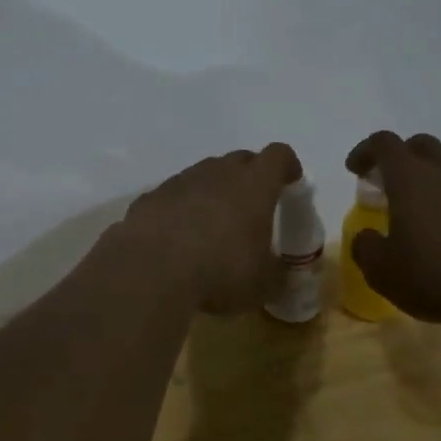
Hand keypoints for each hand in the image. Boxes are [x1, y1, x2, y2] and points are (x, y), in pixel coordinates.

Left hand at [117, 143, 301, 313]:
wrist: (150, 271)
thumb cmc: (220, 271)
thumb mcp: (262, 285)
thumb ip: (278, 276)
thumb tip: (282, 277)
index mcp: (253, 185)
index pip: (279, 155)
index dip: (287, 166)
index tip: (290, 183)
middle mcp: (217, 172)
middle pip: (240, 160)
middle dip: (250, 177)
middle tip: (253, 208)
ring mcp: (179, 181)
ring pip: (204, 175)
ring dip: (213, 192)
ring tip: (213, 226)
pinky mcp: (150, 197)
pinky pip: (173, 195)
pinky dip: (181, 208)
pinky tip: (177, 237)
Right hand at [344, 130, 440, 337]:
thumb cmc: (436, 277)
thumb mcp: (382, 271)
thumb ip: (365, 247)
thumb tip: (367, 237)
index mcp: (410, 179)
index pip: (384, 143)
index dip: (365, 151)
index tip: (354, 171)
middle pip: (420, 145)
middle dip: (399, 158)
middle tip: (385, 185)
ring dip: (428, 181)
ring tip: (417, 215)